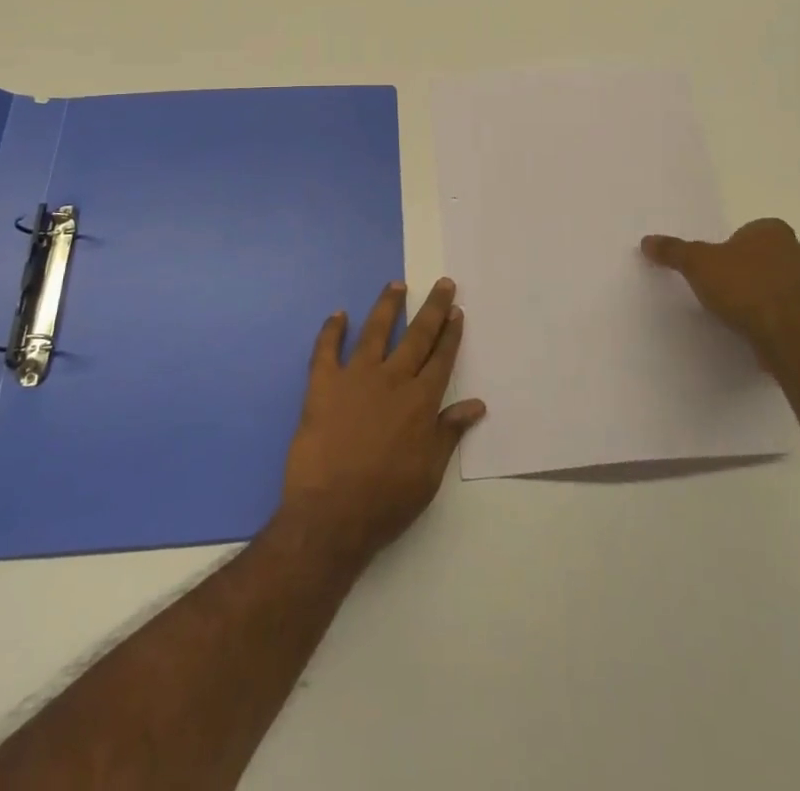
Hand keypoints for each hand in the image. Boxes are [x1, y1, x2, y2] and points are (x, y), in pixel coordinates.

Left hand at [278, 279, 485, 564]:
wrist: (331, 515)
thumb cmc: (387, 499)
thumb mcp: (430, 473)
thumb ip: (450, 432)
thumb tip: (477, 404)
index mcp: (420, 401)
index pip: (441, 358)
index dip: (451, 334)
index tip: (457, 311)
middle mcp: (392, 380)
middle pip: (417, 336)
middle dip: (433, 309)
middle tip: (443, 284)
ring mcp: (355, 378)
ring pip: (374, 331)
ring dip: (387, 306)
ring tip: (396, 285)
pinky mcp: (322, 386)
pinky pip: (326, 350)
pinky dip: (331, 330)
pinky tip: (338, 315)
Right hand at [641, 218, 799, 354]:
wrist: (786, 332)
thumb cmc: (742, 286)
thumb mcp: (697, 264)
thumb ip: (674, 251)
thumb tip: (646, 240)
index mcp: (774, 231)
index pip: (757, 230)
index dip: (741, 245)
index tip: (726, 264)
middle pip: (781, 255)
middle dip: (766, 267)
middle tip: (740, 285)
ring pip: (799, 283)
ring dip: (785, 292)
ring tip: (757, 311)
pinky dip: (795, 318)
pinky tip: (776, 330)